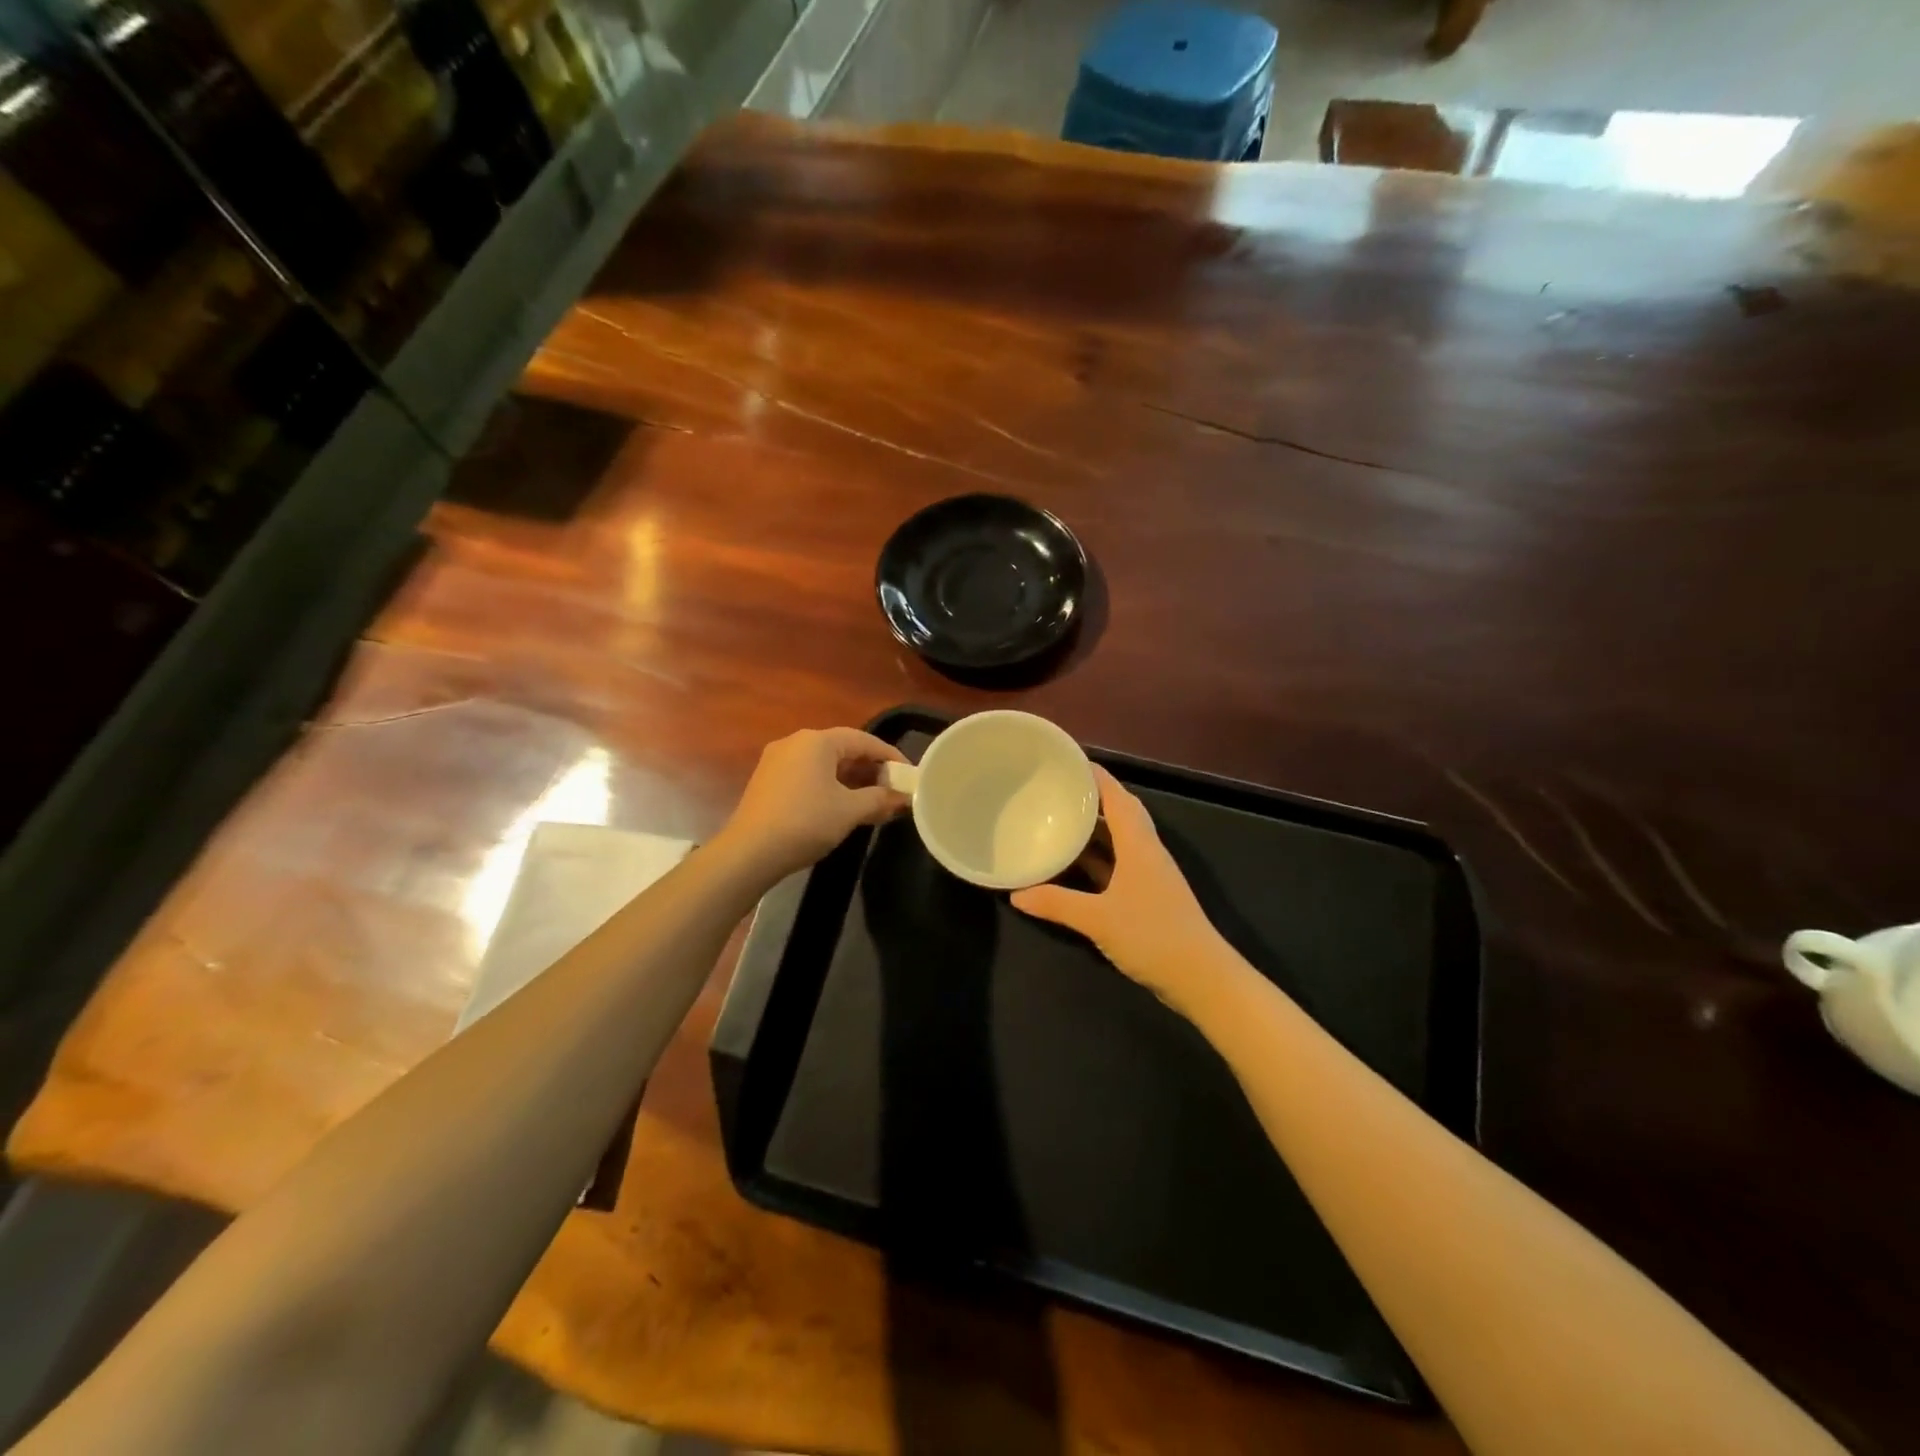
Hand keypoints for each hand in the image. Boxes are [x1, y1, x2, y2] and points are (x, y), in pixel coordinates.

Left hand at [717, 728, 909, 880]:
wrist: (749, 853)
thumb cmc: (806, 823)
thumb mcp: (850, 811)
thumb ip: (880, 799)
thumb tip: (904, 798)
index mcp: (817, 741)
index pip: (864, 740)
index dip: (890, 756)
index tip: (909, 775)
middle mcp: (795, 742)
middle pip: (843, 749)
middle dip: (870, 770)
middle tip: (893, 790)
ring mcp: (777, 761)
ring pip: (824, 764)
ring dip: (851, 780)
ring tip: (872, 801)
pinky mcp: (767, 781)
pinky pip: (808, 776)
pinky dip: (829, 786)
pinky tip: (841, 808)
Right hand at [1011, 766, 1221, 1000]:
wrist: (1201, 978)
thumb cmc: (1152, 936)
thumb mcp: (1098, 919)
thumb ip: (1056, 903)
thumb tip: (1016, 894)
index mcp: (1139, 845)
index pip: (1118, 798)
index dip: (1097, 777)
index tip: (1069, 761)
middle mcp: (1146, 853)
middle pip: (1120, 815)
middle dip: (1092, 800)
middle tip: (1057, 790)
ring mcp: (1149, 876)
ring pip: (1119, 842)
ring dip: (1094, 831)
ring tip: (1059, 821)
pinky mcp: (1148, 898)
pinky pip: (1117, 866)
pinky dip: (1096, 861)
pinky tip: (1073, 867)